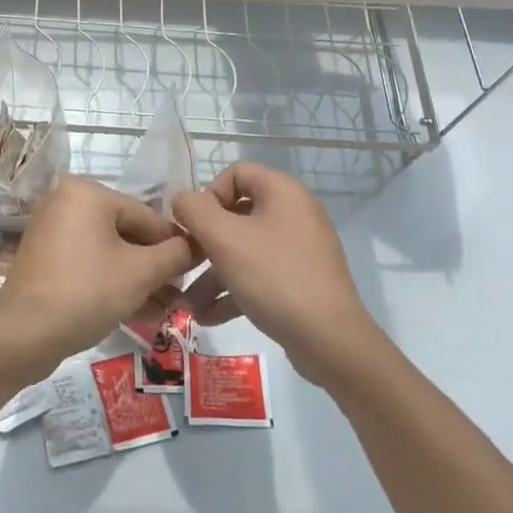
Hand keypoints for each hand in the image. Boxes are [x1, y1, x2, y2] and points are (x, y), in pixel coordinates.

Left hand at [0, 177, 196, 378]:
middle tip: (180, 296)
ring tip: (166, 310)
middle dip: (155, 267)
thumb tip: (197, 245)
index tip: (196, 271)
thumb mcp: (141, 272)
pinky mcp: (46, 260)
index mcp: (88, 192)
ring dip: (138, 280)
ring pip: (109, 252)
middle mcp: (66, 202)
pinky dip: (113, 283)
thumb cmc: (87, 291)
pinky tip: (140, 312)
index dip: (175, 245)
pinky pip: (89, 264)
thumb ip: (175, 254)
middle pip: (127, 233)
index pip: (147, 216)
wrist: (24, 334)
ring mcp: (52, 231)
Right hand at [172, 162, 380, 385]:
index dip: (208, 194)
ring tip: (189, 304)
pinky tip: (209, 316)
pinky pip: (260, 274)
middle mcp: (295, 214)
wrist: (330, 340)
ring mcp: (300, 249)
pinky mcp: (301, 280)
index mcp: (283, 192)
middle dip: (204, 243)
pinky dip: (234, 290)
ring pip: (245, 249)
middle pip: (237, 214)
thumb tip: (182, 200)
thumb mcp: (224, 239)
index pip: (237, 172)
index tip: (193, 225)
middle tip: (184, 264)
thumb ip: (194, 211)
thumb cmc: (274, 277)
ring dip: (213, 274)